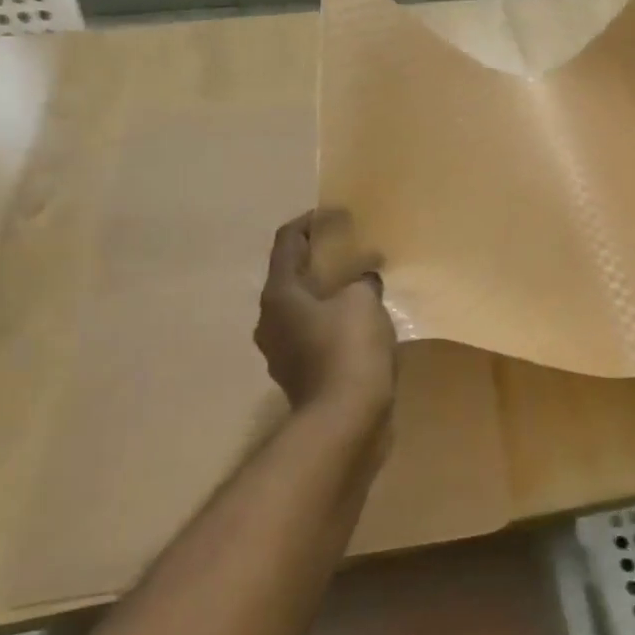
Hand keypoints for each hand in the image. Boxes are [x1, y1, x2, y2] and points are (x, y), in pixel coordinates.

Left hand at [254, 212, 395, 420]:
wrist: (345, 420)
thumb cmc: (349, 349)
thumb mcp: (362, 300)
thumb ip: (361, 279)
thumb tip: (364, 278)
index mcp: (279, 294)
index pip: (287, 242)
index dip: (310, 221)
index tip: (337, 213)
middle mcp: (270, 319)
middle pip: (292, 275)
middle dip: (321, 259)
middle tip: (352, 249)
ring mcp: (281, 350)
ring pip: (304, 307)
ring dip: (328, 292)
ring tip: (361, 284)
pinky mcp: (299, 374)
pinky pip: (315, 334)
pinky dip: (333, 320)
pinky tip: (361, 322)